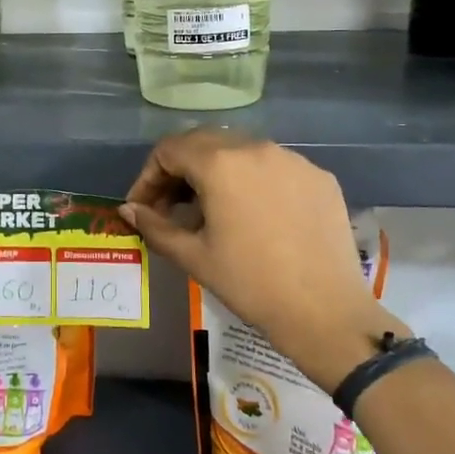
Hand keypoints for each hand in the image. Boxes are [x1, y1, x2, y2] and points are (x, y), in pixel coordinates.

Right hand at [121, 130, 406, 391]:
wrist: (325, 312)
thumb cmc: (250, 284)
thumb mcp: (193, 256)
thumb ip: (155, 226)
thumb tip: (129, 209)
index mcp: (220, 163)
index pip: (169, 149)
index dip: (148, 176)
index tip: (143, 207)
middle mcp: (256, 147)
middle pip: (204, 142)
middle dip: (179, 169)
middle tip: (170, 206)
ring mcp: (293, 159)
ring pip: (241, 150)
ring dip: (216, 170)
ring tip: (211, 209)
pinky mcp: (319, 176)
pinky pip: (274, 166)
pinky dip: (253, 180)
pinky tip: (254, 214)